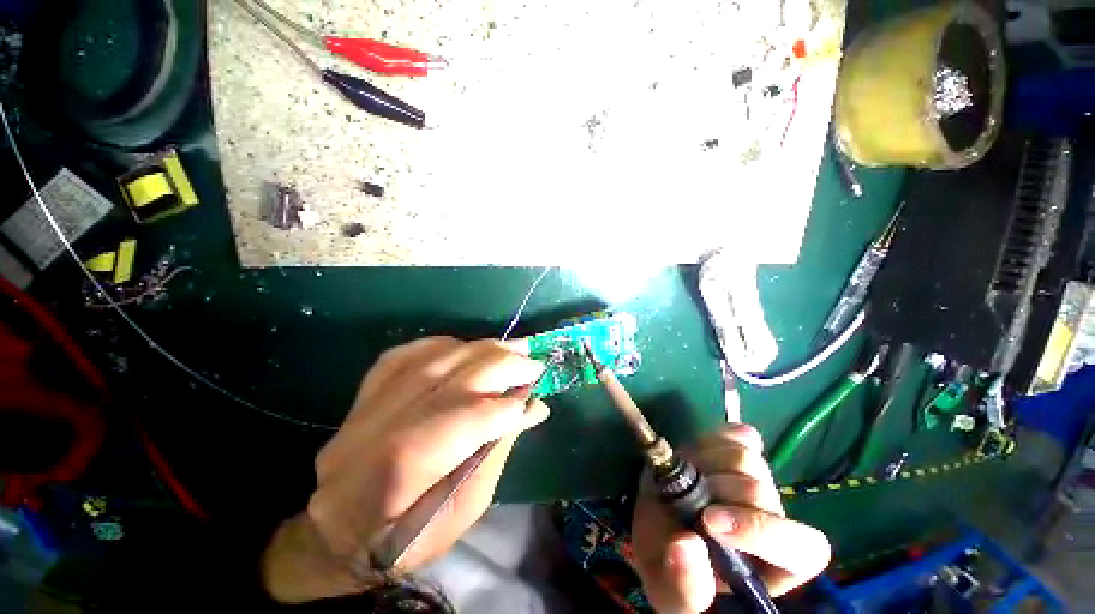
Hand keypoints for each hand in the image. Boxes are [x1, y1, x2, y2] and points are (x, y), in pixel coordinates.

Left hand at [262, 337, 549, 603]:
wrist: (336, 532)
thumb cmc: (408, 537)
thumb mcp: (465, 510)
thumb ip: (498, 450)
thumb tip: (534, 407)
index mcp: (404, 469)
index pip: (468, 419)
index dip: (507, 407)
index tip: (535, 399)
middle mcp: (383, 426)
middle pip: (455, 378)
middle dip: (504, 366)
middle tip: (534, 363)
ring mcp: (369, 403)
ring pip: (436, 357)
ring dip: (483, 348)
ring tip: (514, 347)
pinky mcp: (367, 390)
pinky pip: (411, 352)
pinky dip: (448, 345)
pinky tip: (470, 348)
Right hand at [631, 424, 830, 612]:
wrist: (656, 521)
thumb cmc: (667, 563)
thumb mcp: (668, 589)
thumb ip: (682, 585)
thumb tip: (687, 544)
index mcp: (773, 566)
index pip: (804, 548)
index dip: (761, 531)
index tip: (709, 523)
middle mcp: (773, 517)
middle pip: (761, 491)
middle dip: (713, 492)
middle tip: (681, 497)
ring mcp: (759, 477)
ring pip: (747, 458)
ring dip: (705, 463)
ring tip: (684, 478)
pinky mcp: (741, 449)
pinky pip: (739, 435)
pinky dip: (713, 440)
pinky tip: (697, 455)